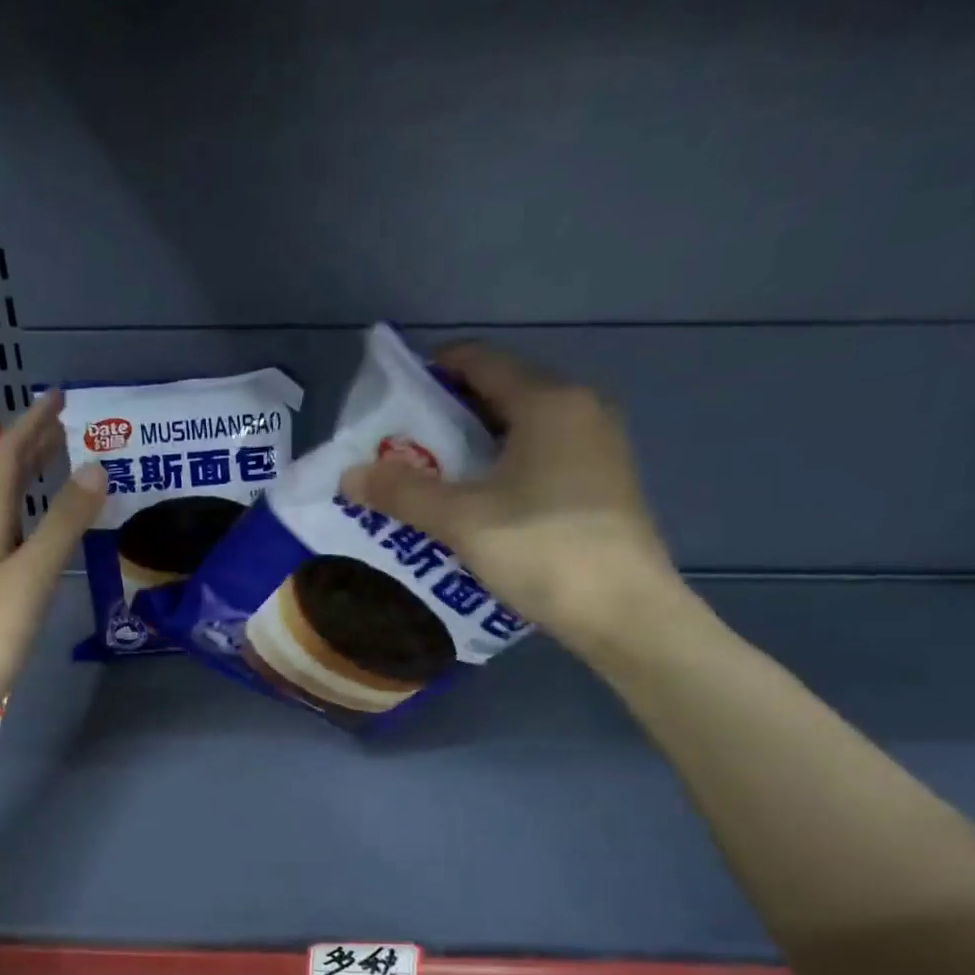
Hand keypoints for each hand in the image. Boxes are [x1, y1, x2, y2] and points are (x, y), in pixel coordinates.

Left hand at [0, 390, 106, 710]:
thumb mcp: (34, 570)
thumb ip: (65, 520)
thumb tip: (96, 467)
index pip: (9, 455)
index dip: (33, 423)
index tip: (60, 397)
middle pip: (6, 474)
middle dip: (34, 444)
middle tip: (68, 424)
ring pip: (10, 502)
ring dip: (34, 476)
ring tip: (63, 462)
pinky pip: (17, 529)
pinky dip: (37, 512)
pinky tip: (51, 526)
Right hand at [337, 343, 680, 649]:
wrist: (625, 612)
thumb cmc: (543, 549)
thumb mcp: (462, 520)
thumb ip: (403, 492)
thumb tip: (349, 475)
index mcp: (548, 401)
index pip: (481, 361)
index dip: (433, 371)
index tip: (392, 400)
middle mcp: (580, 411)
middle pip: (500, 395)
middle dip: (447, 418)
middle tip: (401, 449)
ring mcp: (598, 449)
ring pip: (520, 432)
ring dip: (473, 449)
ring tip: (430, 480)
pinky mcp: (602, 485)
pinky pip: (540, 459)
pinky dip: (502, 470)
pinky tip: (476, 506)